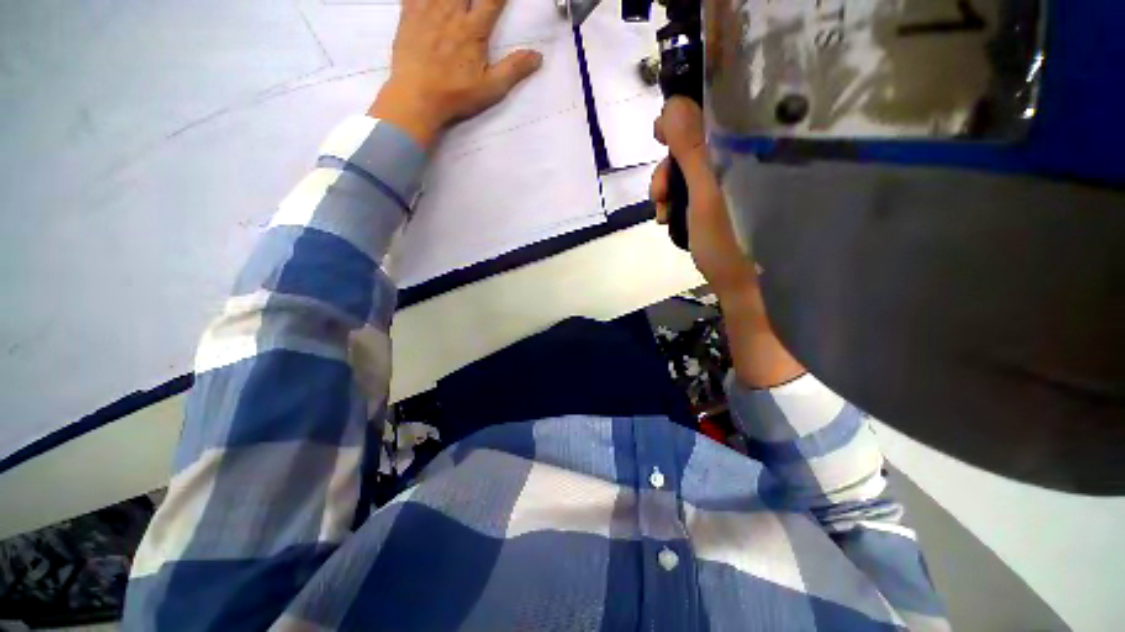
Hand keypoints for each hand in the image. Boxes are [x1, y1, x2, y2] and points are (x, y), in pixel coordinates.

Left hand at [368, 0, 542, 147]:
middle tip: (480, 1)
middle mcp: (451, 11)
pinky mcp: (408, 12)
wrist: (416, 98)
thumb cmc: (455, 95)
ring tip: (459, 0)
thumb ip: (514, 70)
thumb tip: (538, 56)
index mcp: (473, 29)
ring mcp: (427, 8)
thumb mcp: (491, 89)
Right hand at [650, 98, 757, 300]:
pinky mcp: (706, 204)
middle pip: (686, 149)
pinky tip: (666, 220)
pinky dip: (669, 204)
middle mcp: (726, 164)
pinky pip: (681, 193)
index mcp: (733, 155)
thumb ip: (689, 151)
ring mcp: (715, 186)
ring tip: (662, 215)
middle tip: (659, 194)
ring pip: (680, 174)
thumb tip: (672, 103)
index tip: (657, 135)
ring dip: (663, 192)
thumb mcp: (702, 193)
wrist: (731, 279)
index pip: (706, 117)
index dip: (678, 120)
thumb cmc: (722, 238)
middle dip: (665, 170)